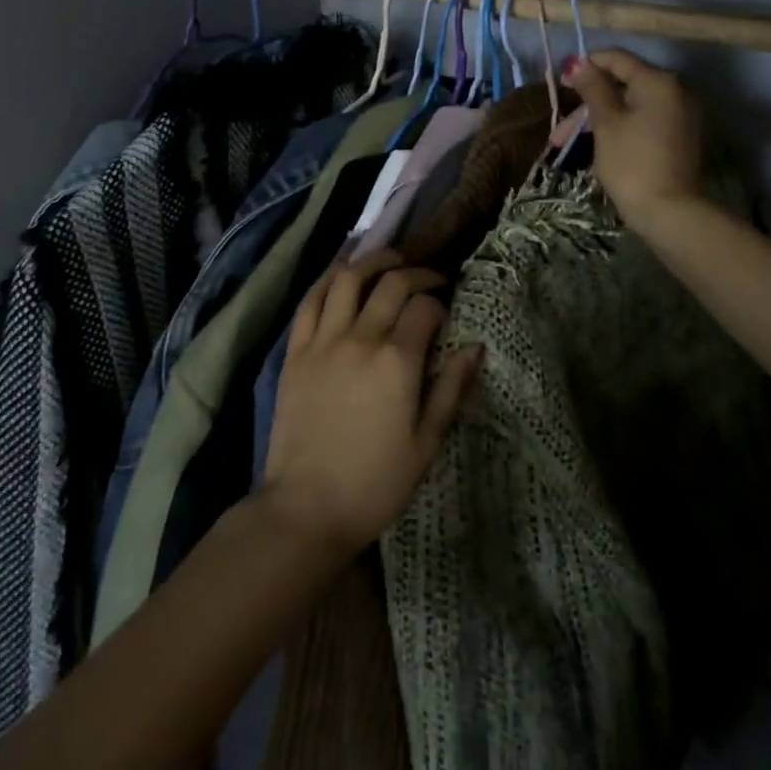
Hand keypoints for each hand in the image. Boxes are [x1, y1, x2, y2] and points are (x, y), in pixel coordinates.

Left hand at [263, 251, 482, 556]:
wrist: (306, 509)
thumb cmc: (374, 484)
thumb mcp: (426, 445)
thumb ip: (450, 390)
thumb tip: (474, 347)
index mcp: (397, 362)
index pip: (424, 307)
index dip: (440, 302)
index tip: (446, 310)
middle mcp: (361, 338)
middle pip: (391, 283)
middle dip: (415, 273)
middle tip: (428, 279)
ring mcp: (323, 340)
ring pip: (348, 279)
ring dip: (372, 261)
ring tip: (388, 260)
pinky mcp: (296, 350)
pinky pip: (310, 300)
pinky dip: (328, 279)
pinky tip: (342, 272)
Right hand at [565, 49, 704, 225]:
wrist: (669, 211)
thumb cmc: (631, 161)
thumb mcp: (605, 122)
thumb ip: (592, 88)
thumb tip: (579, 63)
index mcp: (657, 81)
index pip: (617, 59)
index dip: (586, 66)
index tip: (561, 82)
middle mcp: (675, 91)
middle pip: (622, 86)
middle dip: (587, 104)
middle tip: (560, 128)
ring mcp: (680, 115)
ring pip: (630, 107)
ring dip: (598, 120)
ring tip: (566, 145)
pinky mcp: (679, 137)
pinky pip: (644, 121)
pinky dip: (619, 128)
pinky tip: (597, 145)